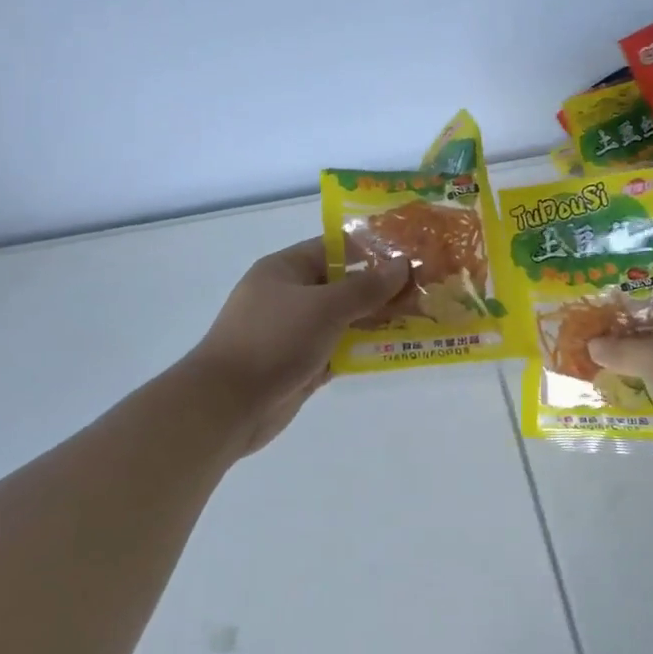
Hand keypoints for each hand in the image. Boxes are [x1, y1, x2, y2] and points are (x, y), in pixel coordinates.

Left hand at [185, 239, 409, 456]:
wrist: (228, 405)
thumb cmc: (274, 341)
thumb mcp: (325, 307)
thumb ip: (366, 288)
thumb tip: (402, 265)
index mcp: (285, 269)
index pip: (335, 249)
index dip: (372, 250)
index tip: (410, 256)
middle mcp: (289, 296)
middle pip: (342, 285)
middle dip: (380, 289)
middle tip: (425, 290)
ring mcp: (293, 332)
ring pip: (343, 320)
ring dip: (376, 321)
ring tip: (420, 319)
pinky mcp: (299, 364)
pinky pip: (337, 349)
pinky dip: (361, 350)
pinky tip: (395, 349)